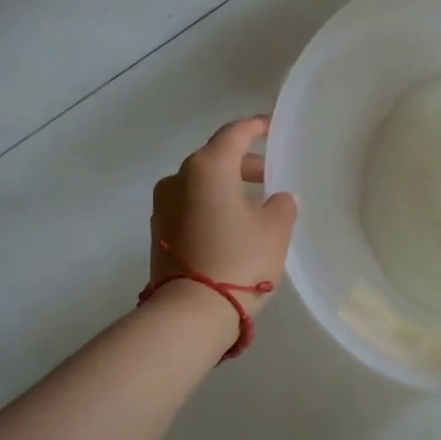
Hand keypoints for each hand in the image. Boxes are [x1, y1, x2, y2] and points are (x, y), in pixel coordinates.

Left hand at [149, 118, 297, 315]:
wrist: (191, 312)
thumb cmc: (240, 259)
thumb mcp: (275, 229)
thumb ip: (282, 205)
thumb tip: (278, 199)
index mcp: (208, 167)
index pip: (234, 134)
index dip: (256, 127)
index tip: (272, 127)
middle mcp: (178, 178)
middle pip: (215, 158)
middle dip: (244, 163)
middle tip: (271, 176)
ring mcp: (163, 206)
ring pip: (201, 184)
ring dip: (227, 187)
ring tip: (255, 205)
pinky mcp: (158, 232)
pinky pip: (190, 206)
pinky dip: (211, 206)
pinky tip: (233, 224)